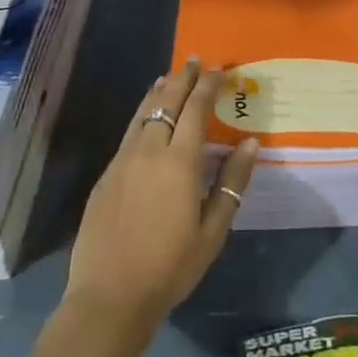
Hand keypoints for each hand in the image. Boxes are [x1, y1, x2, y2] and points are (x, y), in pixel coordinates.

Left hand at [65, 60, 258, 332]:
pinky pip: (129, 132)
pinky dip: (142, 114)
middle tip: (194, 60)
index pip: (195, 109)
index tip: (218, 69)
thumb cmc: (170, 267)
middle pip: (166, 102)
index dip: (207, 86)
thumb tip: (251, 143)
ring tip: (169, 76)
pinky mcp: (106, 175)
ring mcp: (123, 161)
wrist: (109, 296)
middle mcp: (149, 150)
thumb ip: (232, 182)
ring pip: (143, 113)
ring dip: (159, 91)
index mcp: (180, 161)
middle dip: (182, 78)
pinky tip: (146, 117)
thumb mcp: (213, 231)